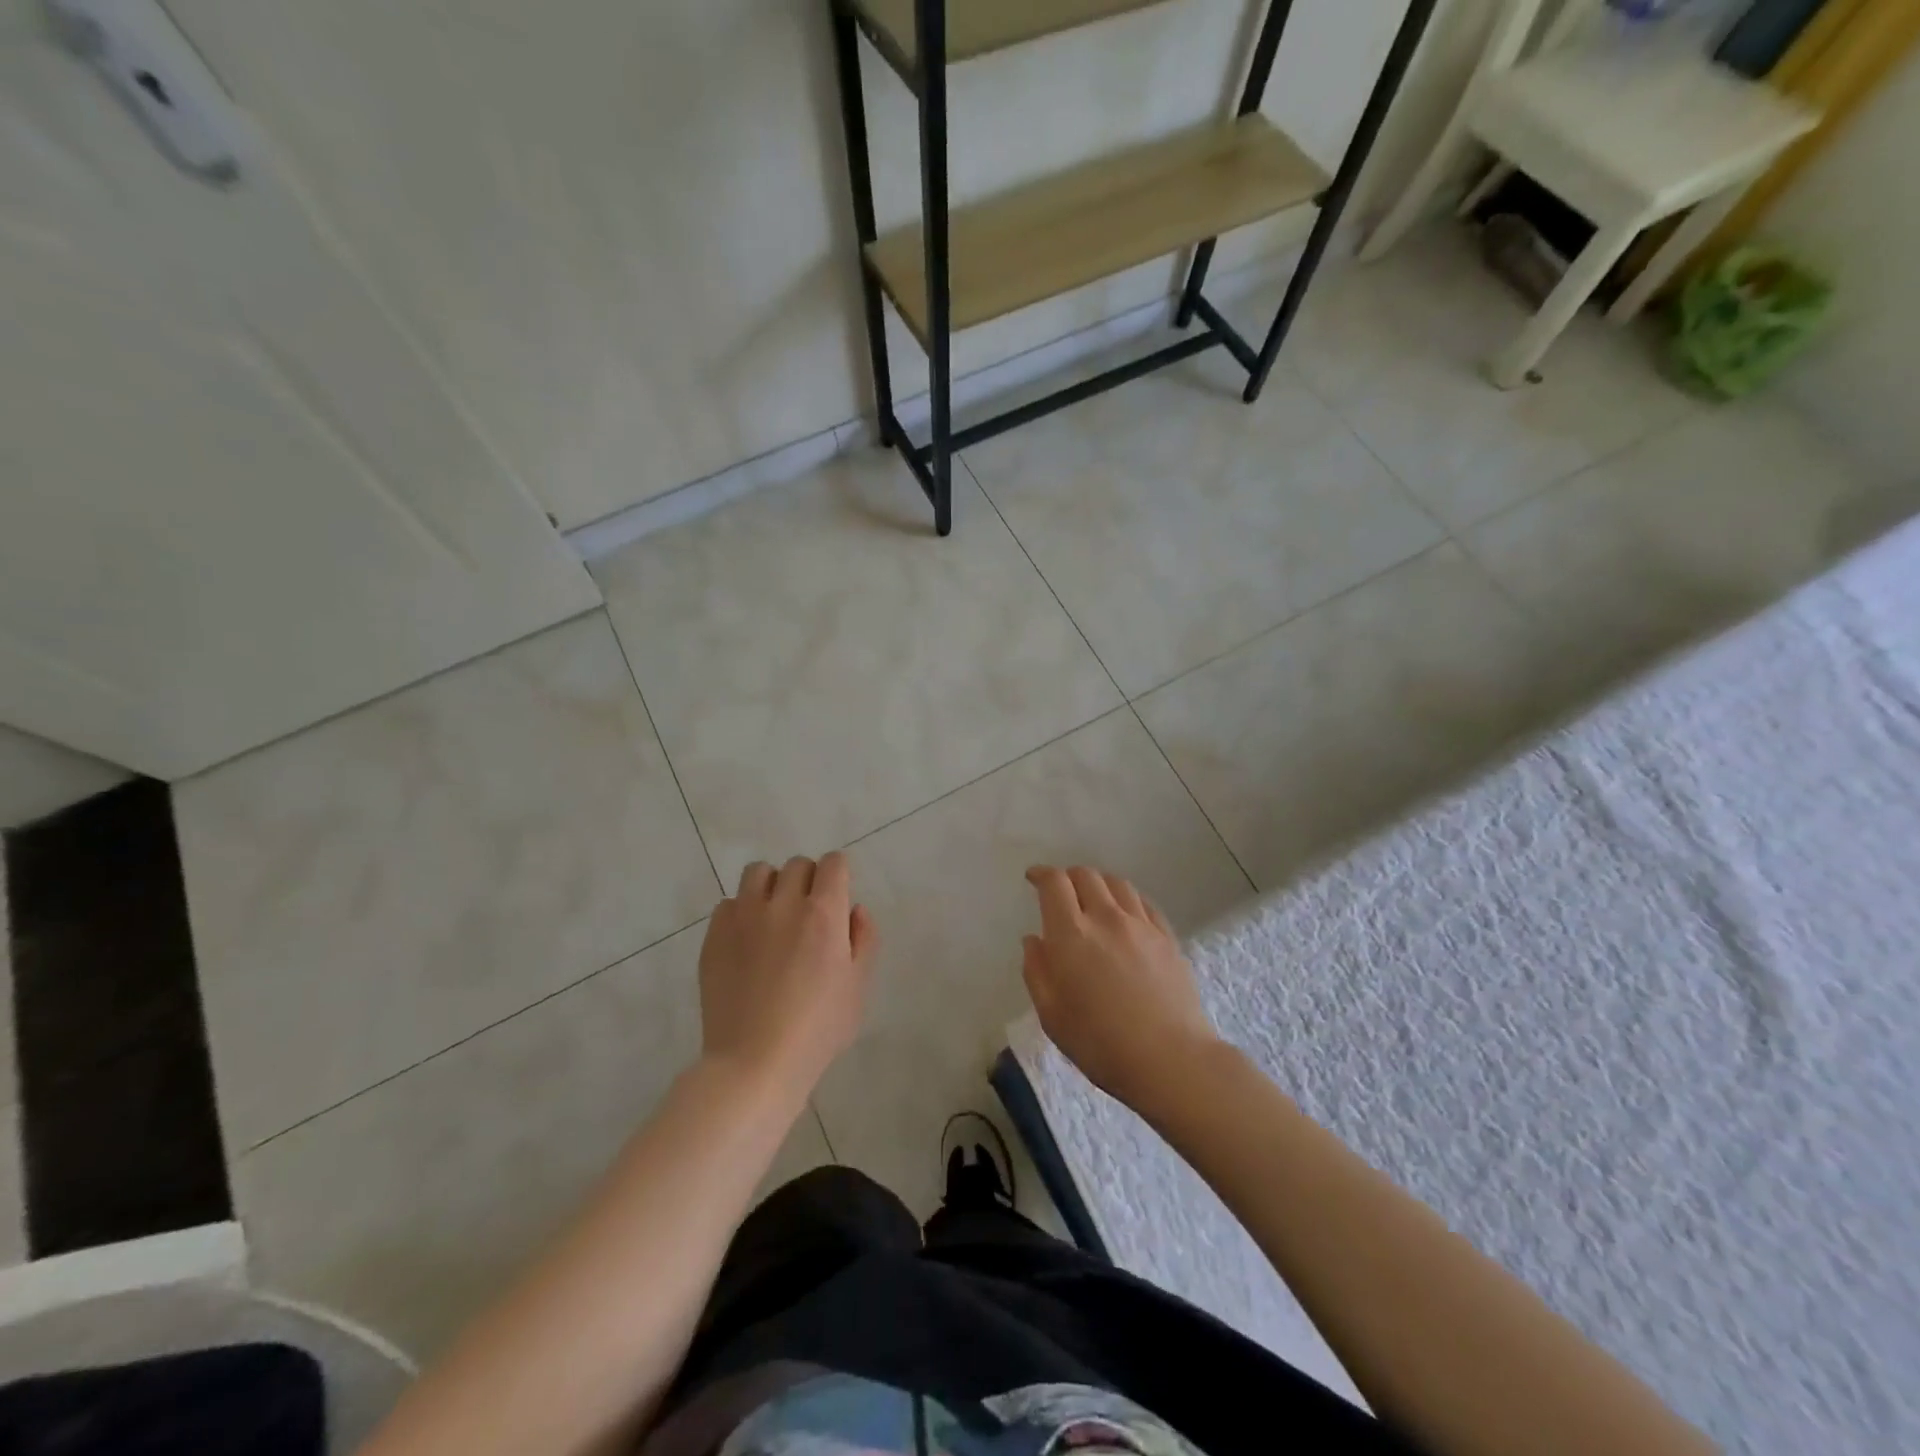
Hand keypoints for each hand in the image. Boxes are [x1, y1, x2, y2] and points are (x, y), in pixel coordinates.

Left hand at [699, 852, 876, 1097]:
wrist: (754, 1063)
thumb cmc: (817, 1029)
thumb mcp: (858, 987)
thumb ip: (864, 939)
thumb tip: (855, 909)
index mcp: (823, 913)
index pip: (833, 863)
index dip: (839, 875)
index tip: (838, 896)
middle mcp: (783, 903)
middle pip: (798, 865)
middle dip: (809, 881)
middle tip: (809, 914)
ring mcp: (743, 917)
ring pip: (758, 872)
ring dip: (772, 885)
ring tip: (774, 916)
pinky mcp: (714, 935)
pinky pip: (728, 903)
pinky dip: (741, 912)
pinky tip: (746, 942)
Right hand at [1022, 866, 1220, 1111]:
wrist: (1170, 1058)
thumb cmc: (1100, 1042)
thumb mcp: (1051, 1015)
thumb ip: (1037, 971)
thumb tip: (1034, 940)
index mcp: (1071, 933)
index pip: (1054, 883)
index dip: (1041, 874)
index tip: (1033, 878)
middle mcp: (1106, 917)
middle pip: (1086, 875)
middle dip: (1068, 877)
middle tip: (1061, 892)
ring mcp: (1141, 924)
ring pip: (1117, 883)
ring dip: (1098, 883)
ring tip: (1093, 898)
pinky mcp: (1167, 937)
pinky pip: (1143, 902)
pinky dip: (1127, 898)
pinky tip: (1125, 913)